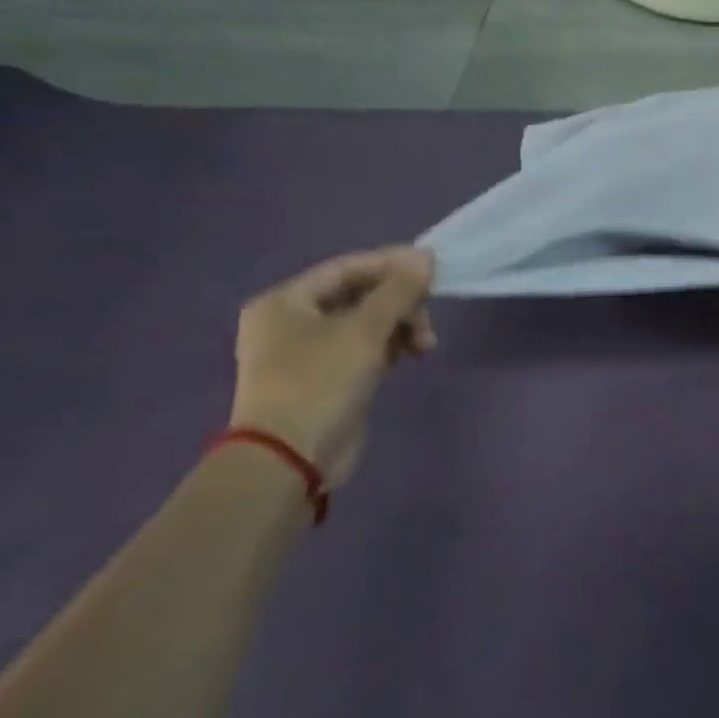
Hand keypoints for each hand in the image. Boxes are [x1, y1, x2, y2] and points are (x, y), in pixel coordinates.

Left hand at [233, 246, 436, 484]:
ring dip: (401, 326)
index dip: (392, 264)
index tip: (432, 270)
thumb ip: (399, 289)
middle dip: (400, 304)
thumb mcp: (365, 329)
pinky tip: (414, 354)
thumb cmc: (320, 382)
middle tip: (429, 317)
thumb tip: (425, 255)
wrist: (289, 462)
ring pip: (366, 323)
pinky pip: (364, 349)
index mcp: (286, 302)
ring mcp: (307, 353)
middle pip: (359, 295)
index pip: (348, 268)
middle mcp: (291, 322)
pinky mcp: (325, 380)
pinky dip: (390, 347)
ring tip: (427, 345)